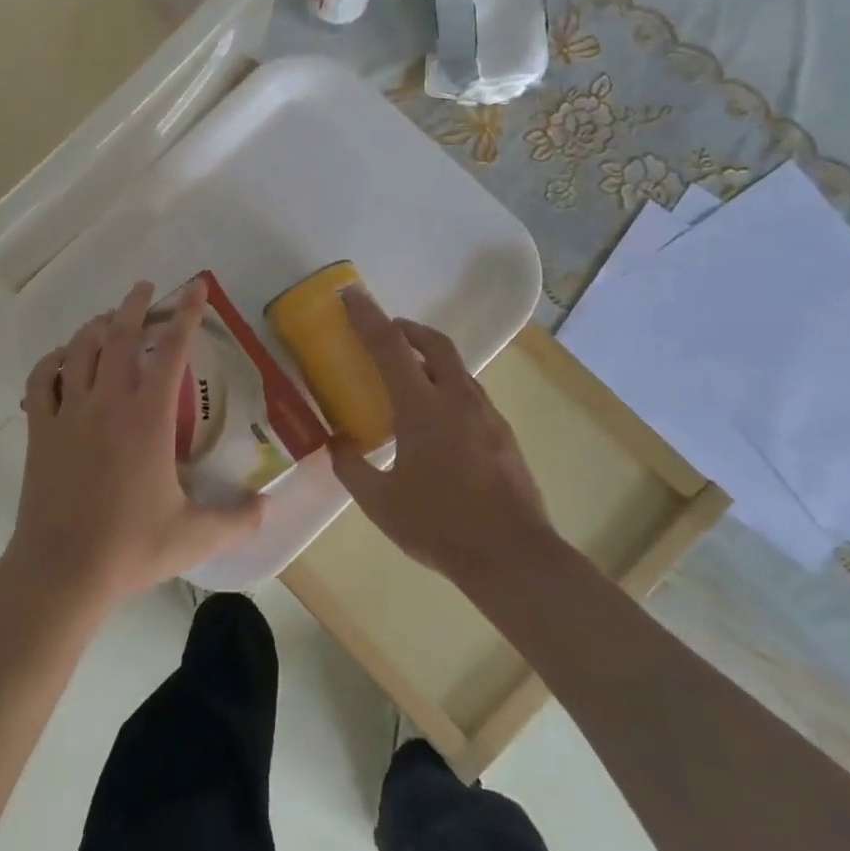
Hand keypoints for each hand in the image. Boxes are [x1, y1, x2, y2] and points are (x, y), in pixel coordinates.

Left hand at [5, 280, 264, 609]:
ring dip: (95, 325)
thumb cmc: (130, 548)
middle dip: (134, 305)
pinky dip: (52, 361)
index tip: (196, 288)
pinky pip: (42, 380)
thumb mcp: (194, 536)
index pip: (172, 351)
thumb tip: (267, 507)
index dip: (187, 314)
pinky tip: (61, 359)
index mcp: (148, 418)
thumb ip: (237, 519)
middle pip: (118, 335)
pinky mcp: (41, 429)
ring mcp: (69, 412)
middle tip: (147, 289)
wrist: (61, 570)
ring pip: (79, 349)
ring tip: (108, 318)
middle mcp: (108, 402)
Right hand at [329, 285, 550, 584]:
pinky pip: (469, 394)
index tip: (351, 294)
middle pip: (433, 343)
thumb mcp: (379, 502)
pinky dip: (447, 387)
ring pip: (456, 368)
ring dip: (429, 359)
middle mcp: (458, 399)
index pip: (390, 346)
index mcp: (423, 407)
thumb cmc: (439, 525)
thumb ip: (351, 467)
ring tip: (407, 378)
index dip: (367, 316)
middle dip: (406, 328)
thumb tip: (336, 443)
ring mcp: (486, 415)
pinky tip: (436, 421)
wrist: (513, 557)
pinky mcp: (503, 434)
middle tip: (384, 332)